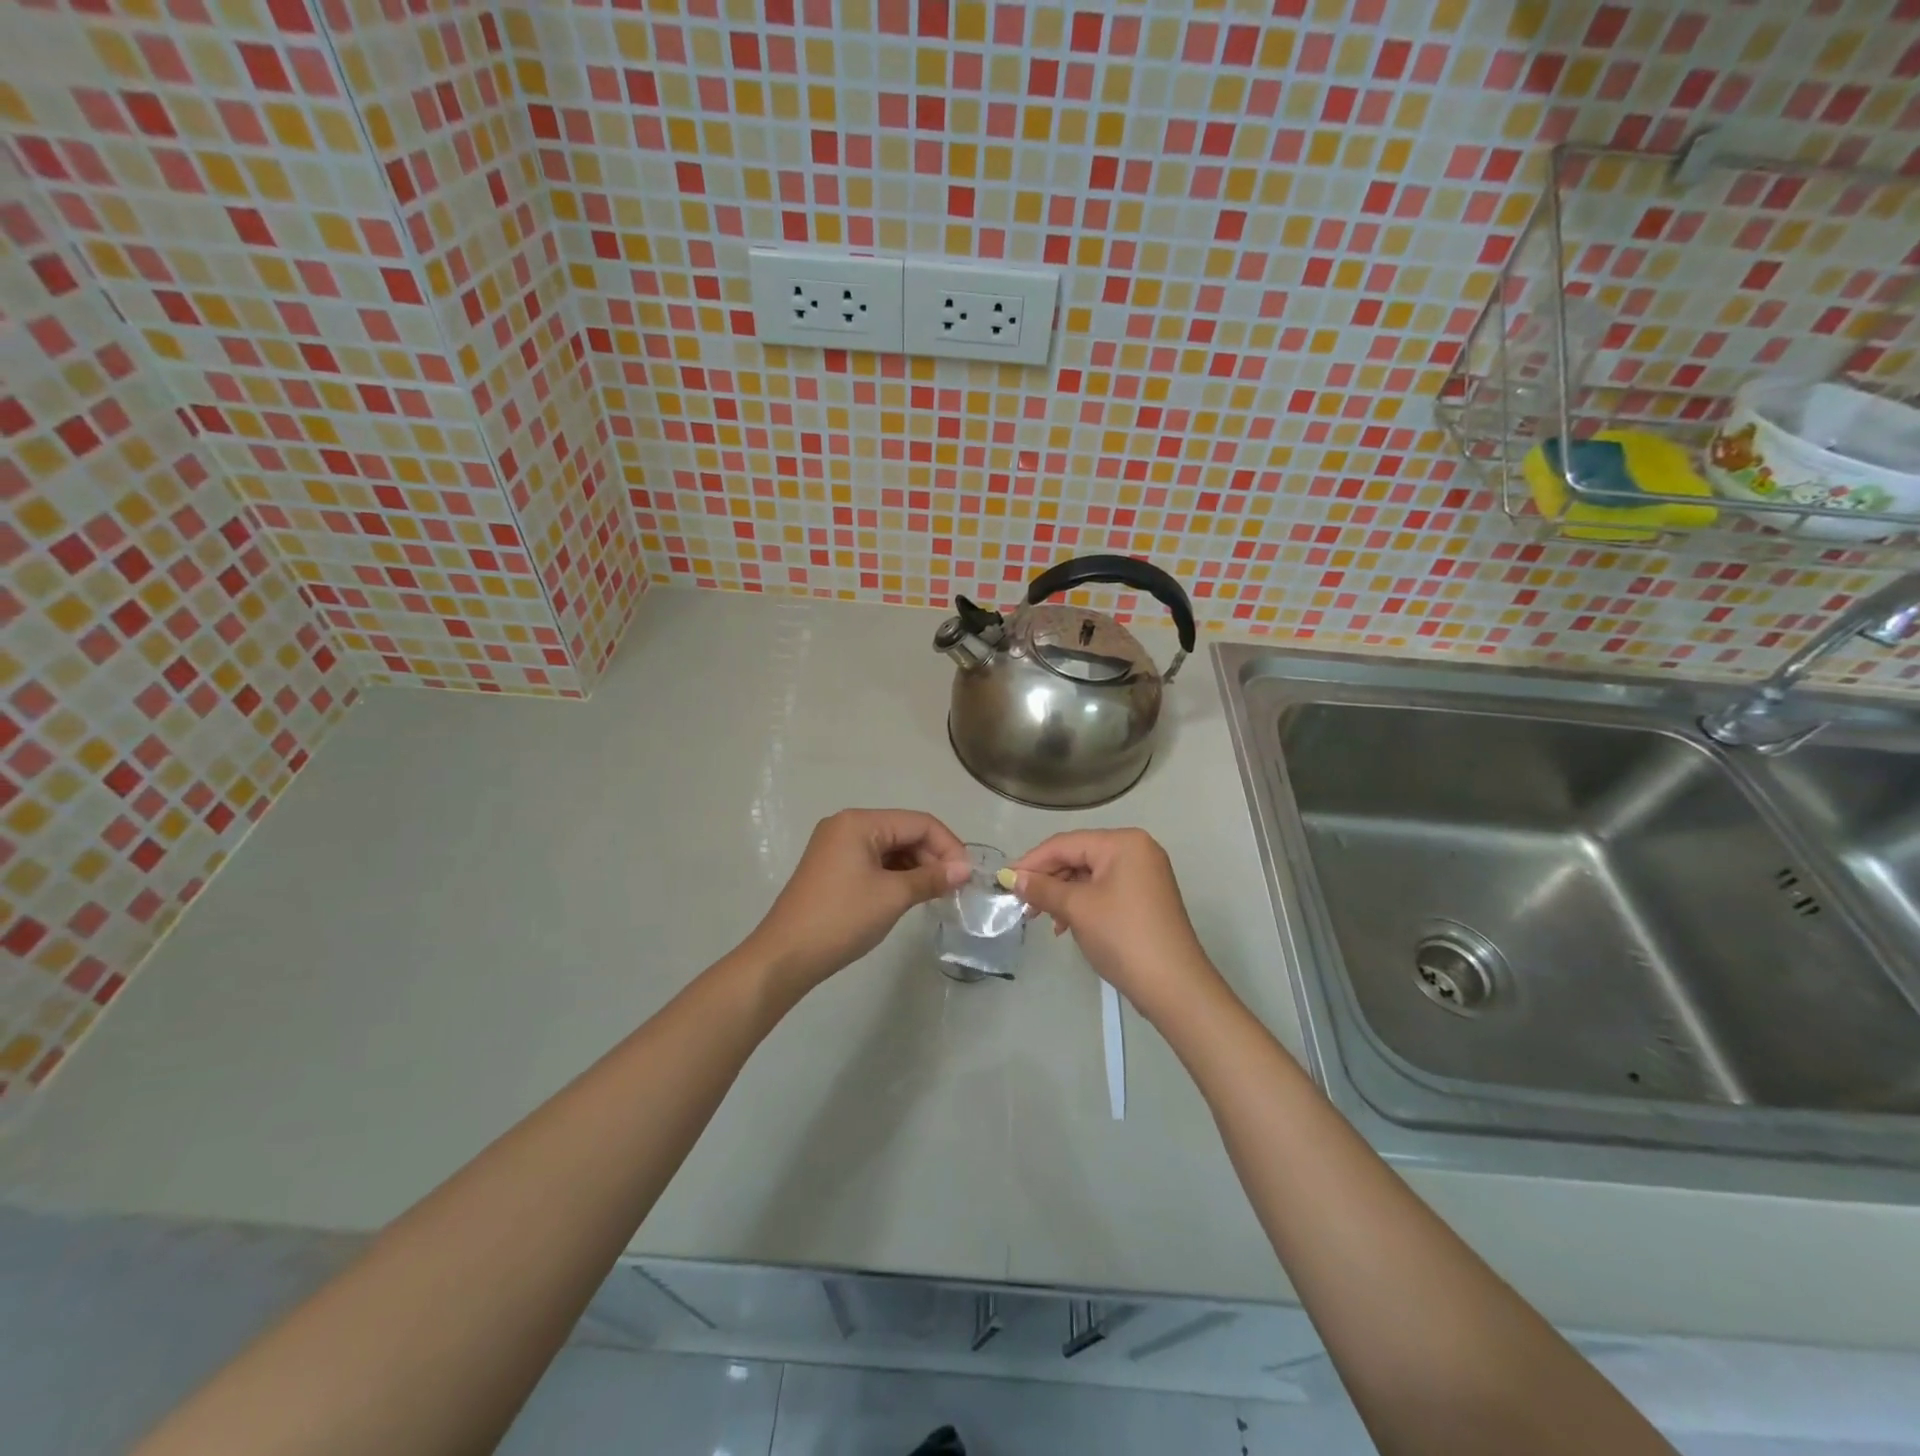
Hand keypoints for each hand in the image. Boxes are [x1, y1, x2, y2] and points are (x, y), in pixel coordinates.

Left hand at [744, 808, 970, 998]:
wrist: (786, 956)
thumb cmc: (842, 919)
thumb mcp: (893, 896)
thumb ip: (932, 878)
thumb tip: (965, 869)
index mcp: (859, 822)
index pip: (919, 823)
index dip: (948, 846)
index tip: (967, 876)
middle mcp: (847, 825)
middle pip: (904, 832)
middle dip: (933, 857)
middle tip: (954, 889)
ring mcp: (836, 846)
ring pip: (891, 848)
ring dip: (916, 867)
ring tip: (936, 894)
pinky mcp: (832, 868)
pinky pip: (874, 862)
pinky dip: (896, 875)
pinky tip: (910, 895)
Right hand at [1009, 829, 1220, 1019]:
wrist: (1174, 986)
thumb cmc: (1123, 937)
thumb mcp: (1077, 909)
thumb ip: (1043, 888)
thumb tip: (1013, 877)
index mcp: (1123, 843)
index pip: (1065, 843)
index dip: (1032, 861)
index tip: (1004, 880)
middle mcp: (1136, 850)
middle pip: (1078, 856)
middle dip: (1048, 880)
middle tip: (1022, 904)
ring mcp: (1143, 874)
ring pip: (1089, 875)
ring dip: (1062, 894)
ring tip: (1042, 919)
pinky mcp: (1144, 897)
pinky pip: (1103, 890)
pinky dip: (1081, 904)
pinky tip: (1066, 925)